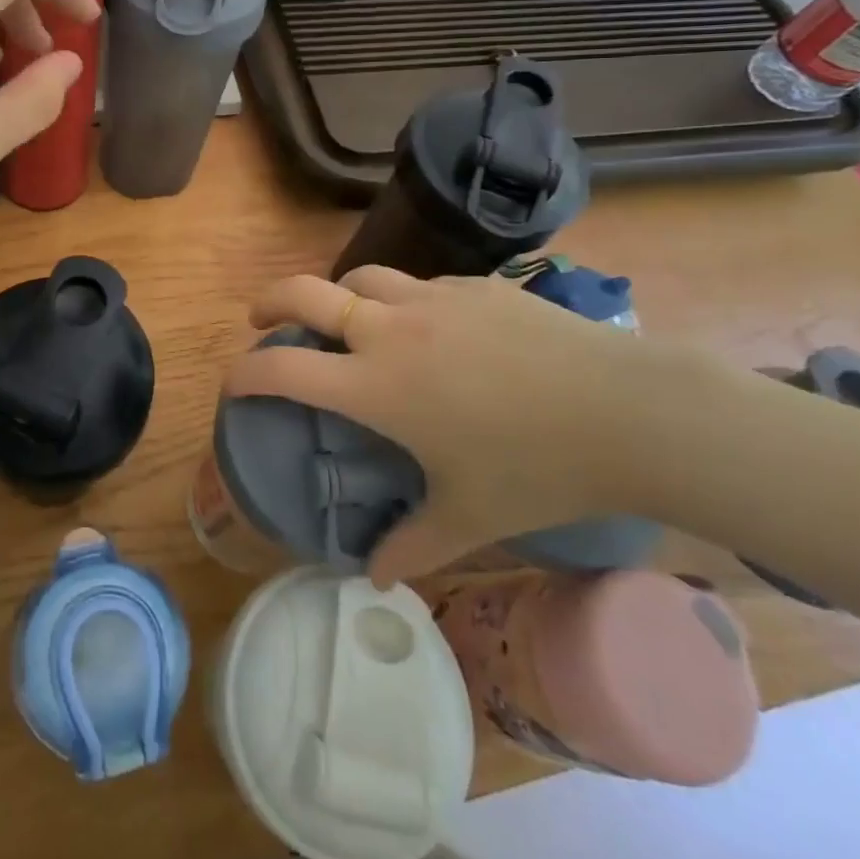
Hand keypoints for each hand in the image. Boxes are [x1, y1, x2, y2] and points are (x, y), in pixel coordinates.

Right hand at [226, 266, 719, 585]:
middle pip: (304, 292)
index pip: (284, 370)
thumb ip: (414, 548)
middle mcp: (390, 329)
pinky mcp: (472, 285)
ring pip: (360, 278)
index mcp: (377, 385)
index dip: (245, 374)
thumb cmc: (537, 468)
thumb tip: (378, 580)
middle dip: (270, 301)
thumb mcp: (471, 517)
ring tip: (348, 320)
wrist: (626, 409)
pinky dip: (401, 301)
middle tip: (261, 318)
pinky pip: (418, 285)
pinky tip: (432, 330)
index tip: (233, 383)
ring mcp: (432, 298)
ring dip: (339, 296)